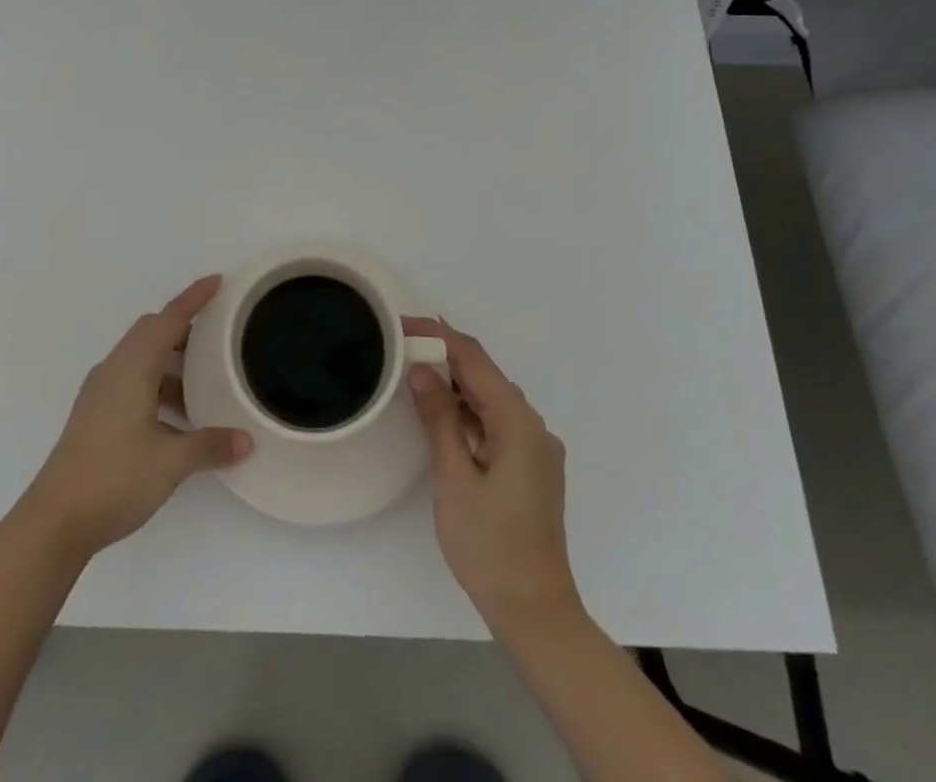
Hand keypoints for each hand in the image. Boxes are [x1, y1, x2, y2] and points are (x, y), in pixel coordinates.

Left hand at [23, 276, 252, 558]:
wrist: (54, 521)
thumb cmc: (114, 478)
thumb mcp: (171, 462)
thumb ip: (210, 445)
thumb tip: (246, 440)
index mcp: (132, 367)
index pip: (169, 319)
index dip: (194, 299)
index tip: (217, 282)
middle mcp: (114, 370)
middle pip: (152, 333)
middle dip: (184, 329)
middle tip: (218, 337)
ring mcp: (100, 393)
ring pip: (141, 359)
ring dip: (171, 363)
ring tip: (204, 384)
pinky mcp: (95, 415)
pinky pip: (132, 381)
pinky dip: (157, 385)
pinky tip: (177, 418)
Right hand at [405, 316, 582, 636]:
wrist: (535, 611)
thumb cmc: (490, 545)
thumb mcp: (454, 478)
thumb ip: (439, 418)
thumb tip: (420, 370)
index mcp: (518, 422)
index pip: (475, 359)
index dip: (438, 336)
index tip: (402, 324)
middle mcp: (533, 426)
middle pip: (486, 375)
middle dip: (444, 355)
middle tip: (401, 344)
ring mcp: (535, 448)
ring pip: (491, 398)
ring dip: (455, 383)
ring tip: (413, 371)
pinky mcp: (530, 468)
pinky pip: (496, 421)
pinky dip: (468, 410)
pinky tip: (443, 413)